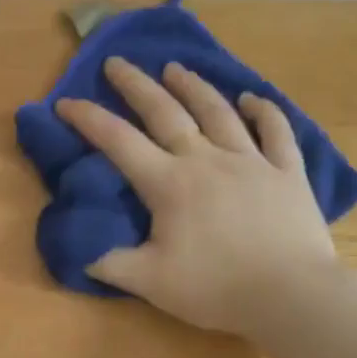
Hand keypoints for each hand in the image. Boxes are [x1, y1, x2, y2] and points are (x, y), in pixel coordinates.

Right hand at [55, 58, 340, 341]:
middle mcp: (206, 160)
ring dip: (193, 86)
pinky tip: (253, 99)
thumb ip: (111, 264)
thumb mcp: (149, 283)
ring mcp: (251, 161)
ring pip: (218, 112)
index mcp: (168, 183)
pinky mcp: (288, 173)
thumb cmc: (215, 288)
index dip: (88, 119)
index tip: (65, 101)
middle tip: (117, 62)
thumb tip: (82, 254)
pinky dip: (264, 112)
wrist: (291, 295)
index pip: (118, 141)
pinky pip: (276, 132)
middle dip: (136, 85)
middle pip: (165, 112)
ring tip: (175, 67)